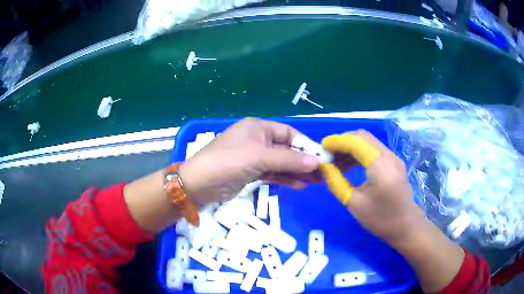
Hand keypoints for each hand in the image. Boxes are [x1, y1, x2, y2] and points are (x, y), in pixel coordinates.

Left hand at [178, 118, 319, 205]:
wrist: (198, 184)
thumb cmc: (228, 163)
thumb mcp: (259, 158)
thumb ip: (288, 160)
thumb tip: (317, 162)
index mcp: (258, 128)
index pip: (288, 133)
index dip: (305, 145)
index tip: (321, 158)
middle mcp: (257, 140)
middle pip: (286, 149)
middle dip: (303, 161)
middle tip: (321, 174)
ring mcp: (254, 157)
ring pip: (280, 163)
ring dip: (296, 172)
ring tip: (314, 182)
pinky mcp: (251, 172)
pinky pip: (272, 173)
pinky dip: (284, 179)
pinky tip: (298, 185)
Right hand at [320, 130, 423, 244]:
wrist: (406, 226)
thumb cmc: (380, 219)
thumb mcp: (354, 203)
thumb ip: (336, 182)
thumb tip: (324, 167)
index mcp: (380, 166)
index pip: (356, 141)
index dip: (337, 141)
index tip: (321, 148)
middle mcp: (389, 155)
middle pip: (362, 136)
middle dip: (343, 141)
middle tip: (328, 155)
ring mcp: (393, 157)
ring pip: (368, 141)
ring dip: (351, 146)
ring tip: (337, 162)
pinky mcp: (394, 162)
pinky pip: (374, 149)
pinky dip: (360, 152)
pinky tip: (351, 165)